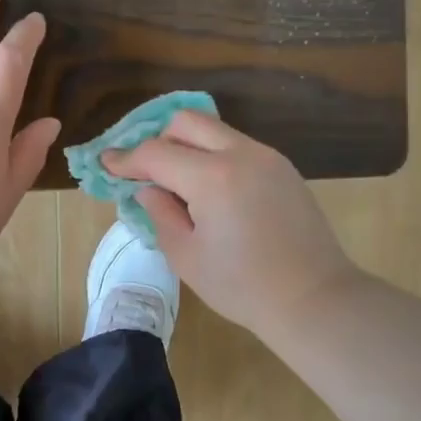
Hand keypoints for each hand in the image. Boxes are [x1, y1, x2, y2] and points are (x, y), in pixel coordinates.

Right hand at [103, 111, 360, 339]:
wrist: (313, 298)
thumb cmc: (243, 287)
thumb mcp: (186, 257)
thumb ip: (161, 214)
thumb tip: (148, 189)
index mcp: (213, 178)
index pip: (156, 153)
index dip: (126, 159)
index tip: (107, 165)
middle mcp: (241, 154)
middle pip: (187, 122)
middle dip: (159, 140)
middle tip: (147, 172)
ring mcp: (268, 157)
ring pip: (215, 131)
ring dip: (188, 147)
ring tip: (179, 184)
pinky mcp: (283, 168)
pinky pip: (238, 147)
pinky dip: (214, 157)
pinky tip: (212, 192)